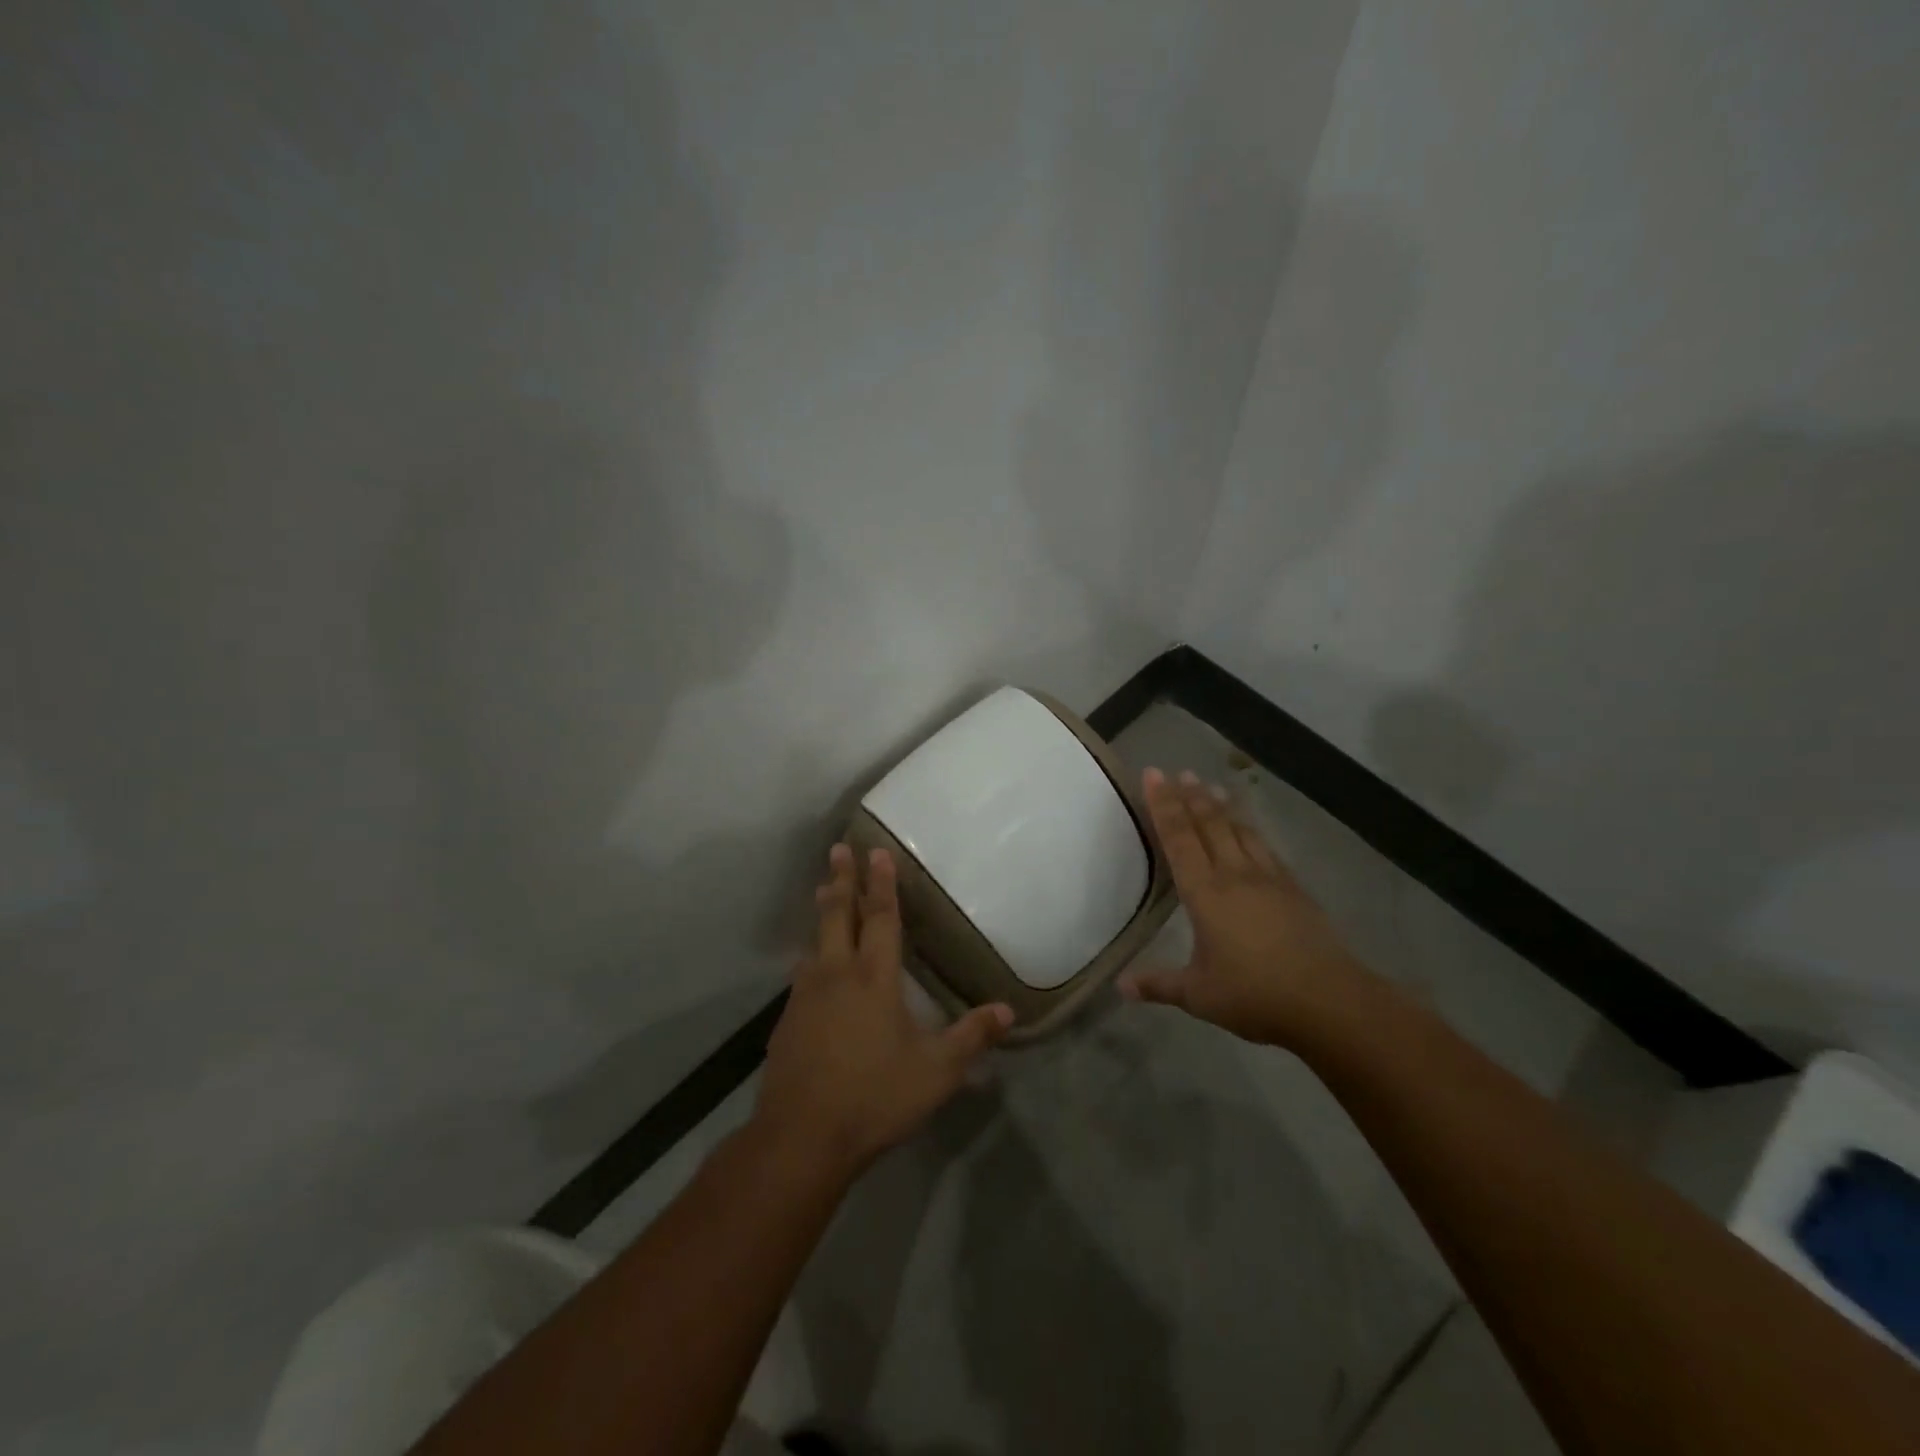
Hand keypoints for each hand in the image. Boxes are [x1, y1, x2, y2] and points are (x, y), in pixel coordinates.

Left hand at [754, 843, 1012, 1175]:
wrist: (801, 1136)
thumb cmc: (875, 1097)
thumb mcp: (936, 1072)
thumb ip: (972, 1037)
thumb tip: (1008, 1010)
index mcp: (874, 978)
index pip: (881, 918)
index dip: (881, 884)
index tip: (877, 851)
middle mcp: (836, 974)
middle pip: (837, 915)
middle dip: (841, 880)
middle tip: (838, 848)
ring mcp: (806, 996)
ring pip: (814, 941)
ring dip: (822, 912)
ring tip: (822, 892)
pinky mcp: (786, 1020)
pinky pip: (802, 974)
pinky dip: (811, 955)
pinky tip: (811, 966)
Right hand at [1119, 768, 1366, 1047]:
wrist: (1329, 1001)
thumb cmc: (1255, 996)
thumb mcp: (1199, 995)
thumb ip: (1159, 984)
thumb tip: (1120, 986)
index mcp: (1205, 894)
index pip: (1179, 838)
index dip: (1164, 805)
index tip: (1154, 774)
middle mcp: (1235, 875)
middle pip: (1210, 824)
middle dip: (1191, 796)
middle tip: (1178, 771)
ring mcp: (1269, 879)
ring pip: (1240, 830)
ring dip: (1223, 806)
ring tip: (1211, 785)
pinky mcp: (1294, 890)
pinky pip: (1266, 847)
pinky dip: (1251, 829)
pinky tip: (1251, 829)